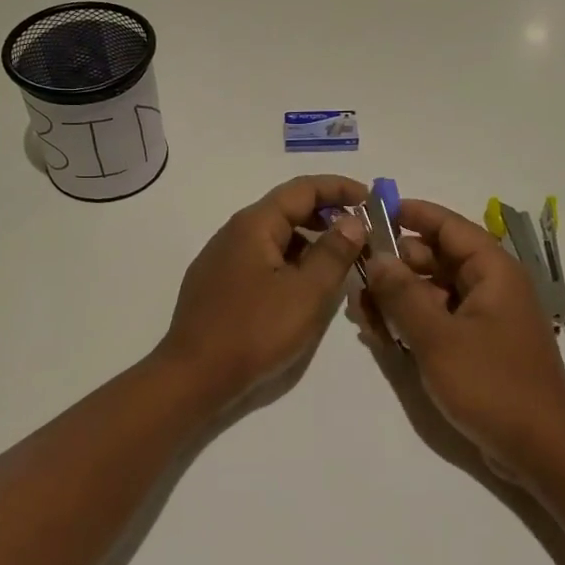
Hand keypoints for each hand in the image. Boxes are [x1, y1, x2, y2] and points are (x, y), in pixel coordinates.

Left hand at [156, 175, 370, 406]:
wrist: (193, 376)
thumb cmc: (255, 331)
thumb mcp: (307, 293)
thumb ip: (334, 253)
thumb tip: (353, 221)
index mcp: (254, 225)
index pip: (303, 189)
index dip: (340, 188)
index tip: (371, 200)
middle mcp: (234, 232)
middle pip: (287, 209)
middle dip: (327, 215)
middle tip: (362, 234)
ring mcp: (221, 259)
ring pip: (274, 237)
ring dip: (309, 241)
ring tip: (340, 262)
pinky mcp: (218, 285)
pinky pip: (261, 259)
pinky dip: (290, 262)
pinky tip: (304, 286)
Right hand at [363, 199, 564, 484]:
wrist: (541, 450)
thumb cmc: (492, 385)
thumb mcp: (438, 337)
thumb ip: (403, 294)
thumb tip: (378, 256)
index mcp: (494, 272)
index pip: (450, 226)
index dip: (413, 214)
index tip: (374, 211)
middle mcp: (492, 287)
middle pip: (438, 258)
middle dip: (397, 264)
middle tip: (358, 274)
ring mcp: (486, 317)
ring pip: (435, 291)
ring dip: (400, 297)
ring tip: (364, 312)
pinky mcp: (479, 345)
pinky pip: (440, 319)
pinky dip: (414, 321)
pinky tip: (383, 335)